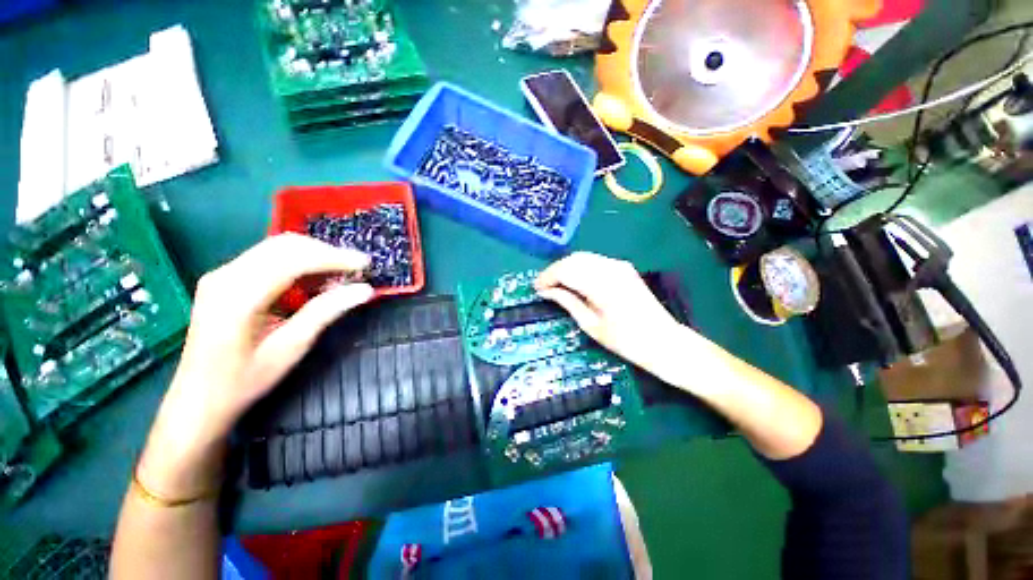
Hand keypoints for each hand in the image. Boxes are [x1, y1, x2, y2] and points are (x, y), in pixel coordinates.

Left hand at [138, 234, 372, 497]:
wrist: (198, 398)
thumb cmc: (244, 380)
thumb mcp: (290, 348)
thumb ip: (326, 312)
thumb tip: (365, 290)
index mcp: (238, 296)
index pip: (293, 260)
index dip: (334, 258)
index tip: (366, 264)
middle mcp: (225, 276)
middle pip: (284, 246)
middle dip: (326, 252)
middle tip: (357, 268)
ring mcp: (222, 275)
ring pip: (277, 248)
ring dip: (314, 255)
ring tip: (342, 272)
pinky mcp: (225, 279)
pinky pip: (268, 258)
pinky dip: (298, 262)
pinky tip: (315, 277)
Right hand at [535, 252, 687, 377]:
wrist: (663, 341)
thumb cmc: (625, 340)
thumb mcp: (591, 325)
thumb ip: (567, 302)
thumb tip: (546, 291)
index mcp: (601, 285)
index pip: (566, 270)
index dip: (547, 277)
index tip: (536, 288)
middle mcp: (610, 268)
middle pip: (573, 259)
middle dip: (555, 271)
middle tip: (543, 287)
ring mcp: (618, 265)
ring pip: (583, 257)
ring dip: (566, 268)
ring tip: (555, 285)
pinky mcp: (623, 268)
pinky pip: (594, 261)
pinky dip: (579, 268)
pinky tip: (574, 280)